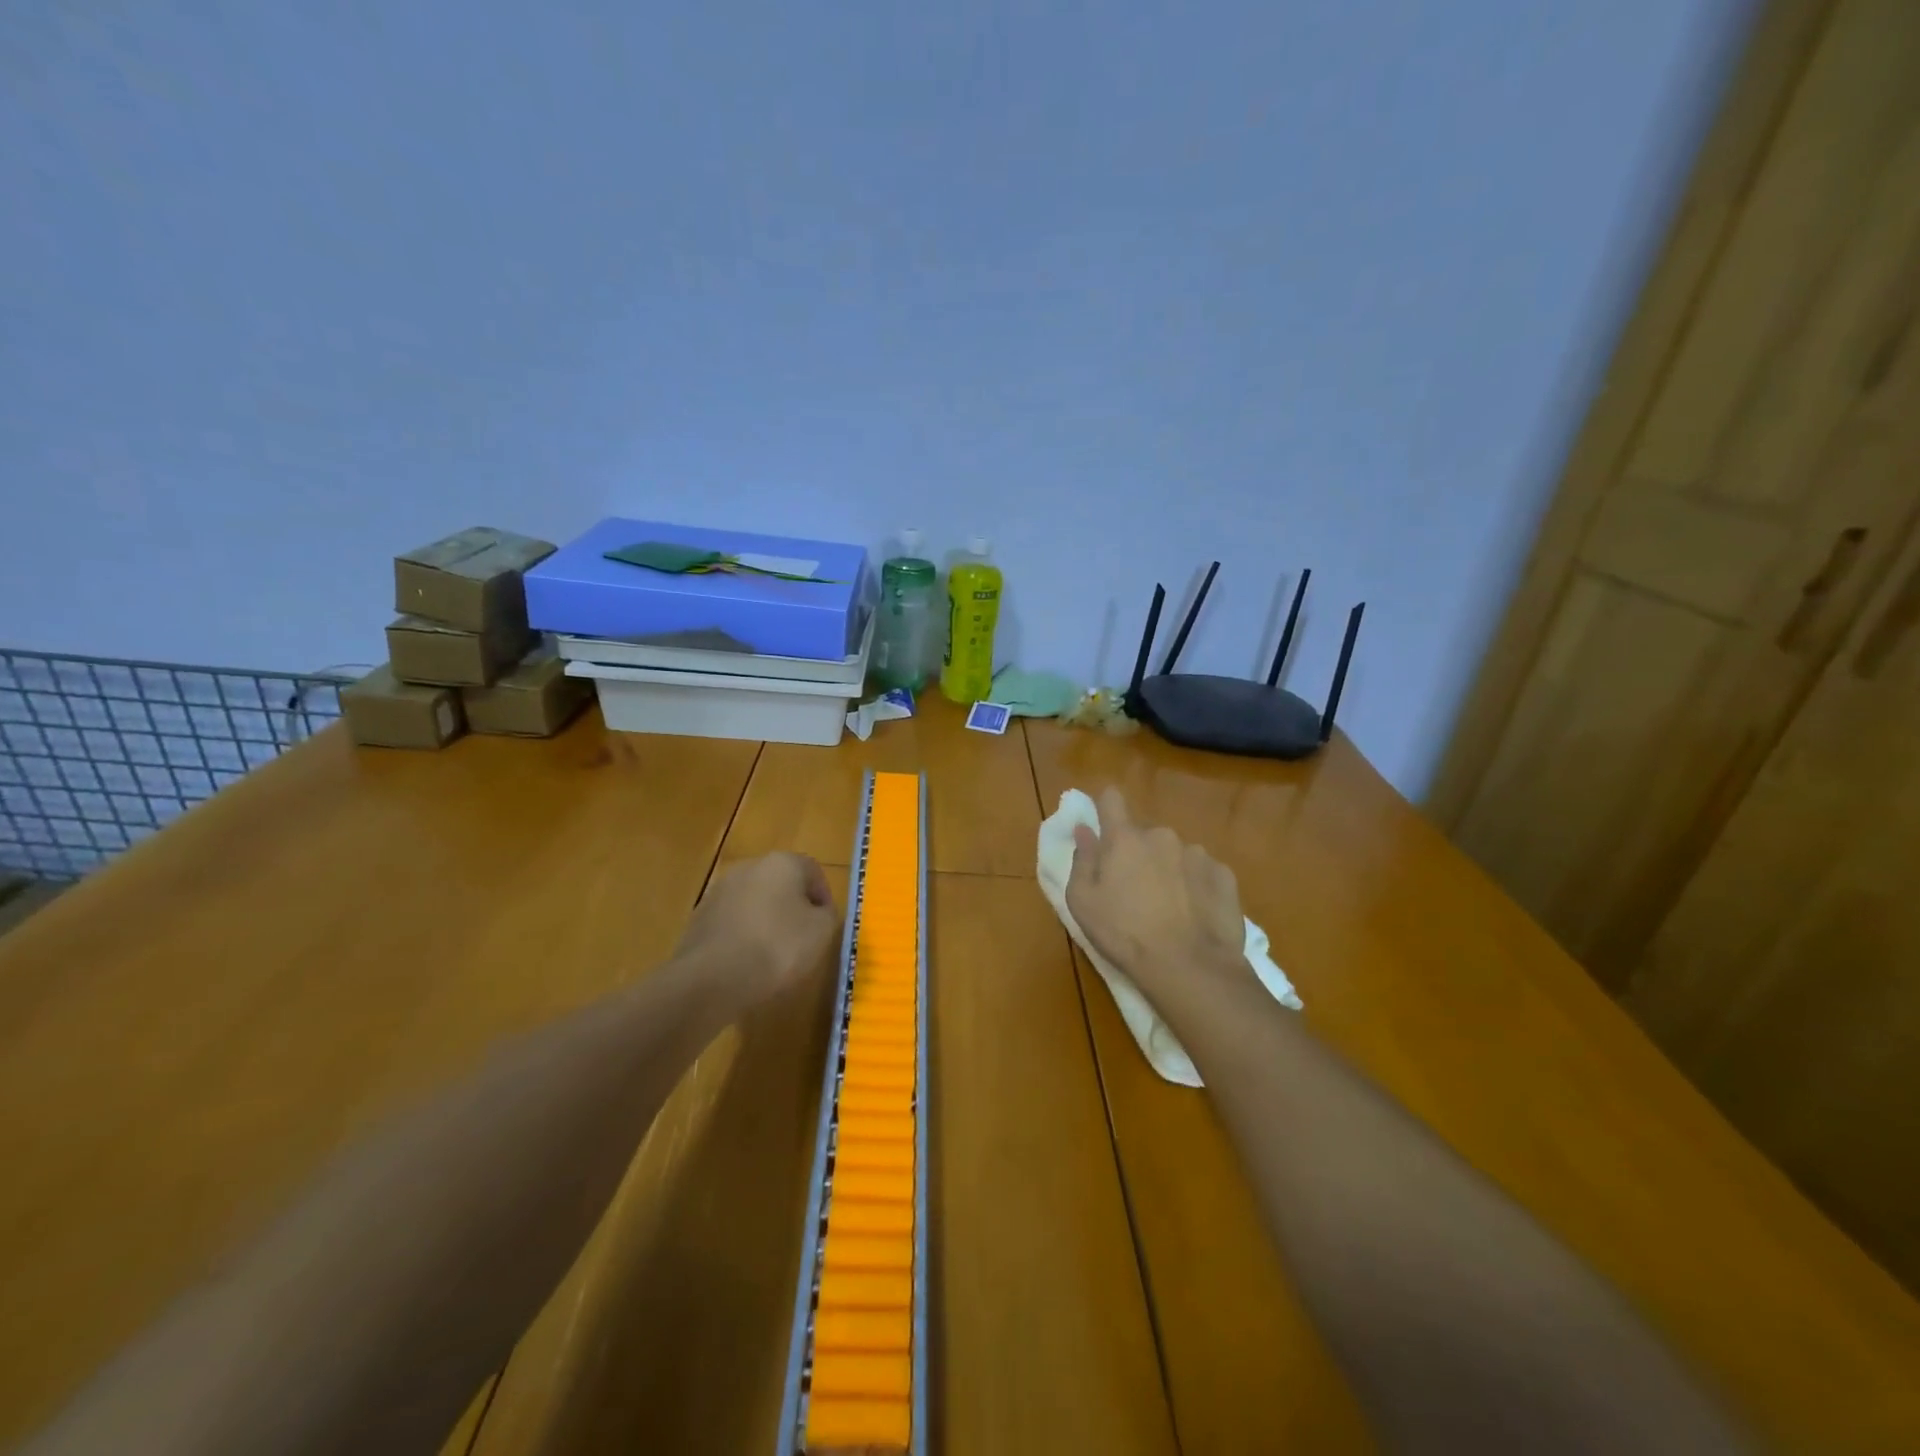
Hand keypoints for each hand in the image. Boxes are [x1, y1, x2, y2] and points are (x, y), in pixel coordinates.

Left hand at [676, 852, 839, 1005]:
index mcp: (782, 863)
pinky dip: (743, 937)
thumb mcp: (822, 932)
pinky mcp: (699, 918)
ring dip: (766, 922)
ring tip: (773, 957)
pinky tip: (746, 964)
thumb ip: (827, 915)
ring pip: (754, 903)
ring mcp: (719, 892)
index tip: (826, 927)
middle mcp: (749, 867)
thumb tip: (818, 912)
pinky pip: (732, 924)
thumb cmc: (777, 948)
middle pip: (781, 884)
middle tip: (803, 940)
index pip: (813, 872)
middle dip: (793, 908)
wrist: (710, 980)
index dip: (824, 899)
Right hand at [1065, 788, 1247, 1008]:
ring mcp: (1197, 853)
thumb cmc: (1124, 934)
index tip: (1103, 828)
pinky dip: (1196, 885)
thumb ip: (1082, 859)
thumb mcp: (1083, 902)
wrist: (1190, 967)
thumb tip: (1084, 830)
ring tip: (1169, 907)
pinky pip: (1203, 871)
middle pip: (1144, 834)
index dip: (1105, 807)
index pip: (1111, 798)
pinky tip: (1194, 914)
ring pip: (1175, 853)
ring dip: (1168, 869)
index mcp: (1124, 838)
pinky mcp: (1224, 875)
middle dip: (1137, 853)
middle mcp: (1162, 835)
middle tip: (1134, 890)